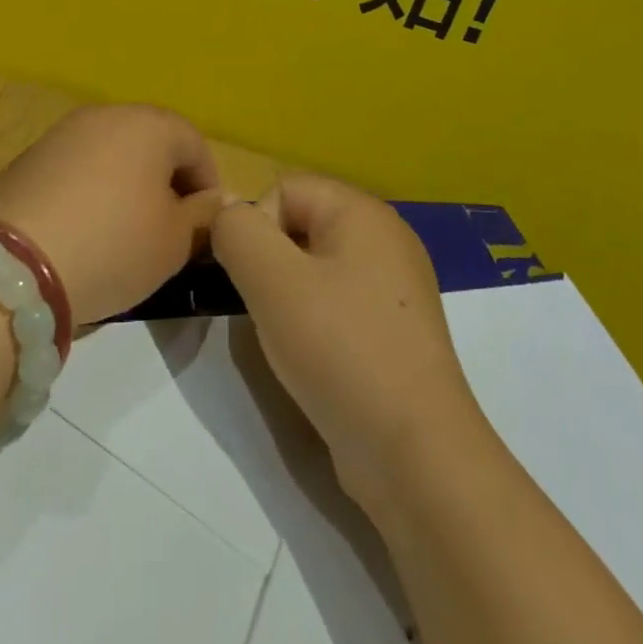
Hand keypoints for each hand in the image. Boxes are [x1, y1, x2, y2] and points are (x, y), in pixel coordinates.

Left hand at [0, 105, 222, 325]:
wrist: (14, 266)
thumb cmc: (114, 245)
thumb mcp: (175, 241)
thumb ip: (203, 215)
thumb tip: (208, 203)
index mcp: (149, 124)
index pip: (195, 145)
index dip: (208, 185)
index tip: (206, 226)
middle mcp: (105, 115)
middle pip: (151, 143)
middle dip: (166, 182)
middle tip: (169, 228)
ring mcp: (61, 134)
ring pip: (111, 155)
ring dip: (127, 186)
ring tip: (126, 232)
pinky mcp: (28, 159)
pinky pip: (76, 170)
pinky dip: (90, 193)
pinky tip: (84, 231)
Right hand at [211, 174, 483, 515]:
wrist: (415, 454)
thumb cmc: (341, 350)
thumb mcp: (272, 281)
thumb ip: (237, 232)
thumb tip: (226, 214)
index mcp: (363, 212)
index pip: (284, 189)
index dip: (256, 228)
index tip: (254, 281)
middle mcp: (385, 238)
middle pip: (300, 226)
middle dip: (270, 264)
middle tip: (268, 312)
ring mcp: (394, 287)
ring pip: (314, 268)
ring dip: (288, 297)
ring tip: (292, 339)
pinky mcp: (394, 329)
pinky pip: (338, 303)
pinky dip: (316, 323)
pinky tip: (317, 359)